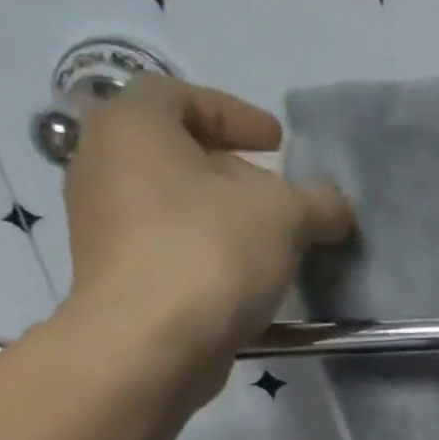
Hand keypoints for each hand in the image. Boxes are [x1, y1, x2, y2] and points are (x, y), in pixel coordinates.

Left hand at [60, 74, 352, 382]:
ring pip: (173, 203)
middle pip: (177, 153)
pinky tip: (246, 277)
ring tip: (272, 241)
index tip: (278, 143)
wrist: (149, 344)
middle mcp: (103, 166)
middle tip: (279, 193)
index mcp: (133, 127)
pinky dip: (207, 251)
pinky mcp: (115, 275)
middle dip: (234, 170)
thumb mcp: (286, 216)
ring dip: (223, 216)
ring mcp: (102, 225)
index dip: (235, 113)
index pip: (181, 95)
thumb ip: (319, 201)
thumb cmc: (210, 253)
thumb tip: (336, 205)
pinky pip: (168, 246)